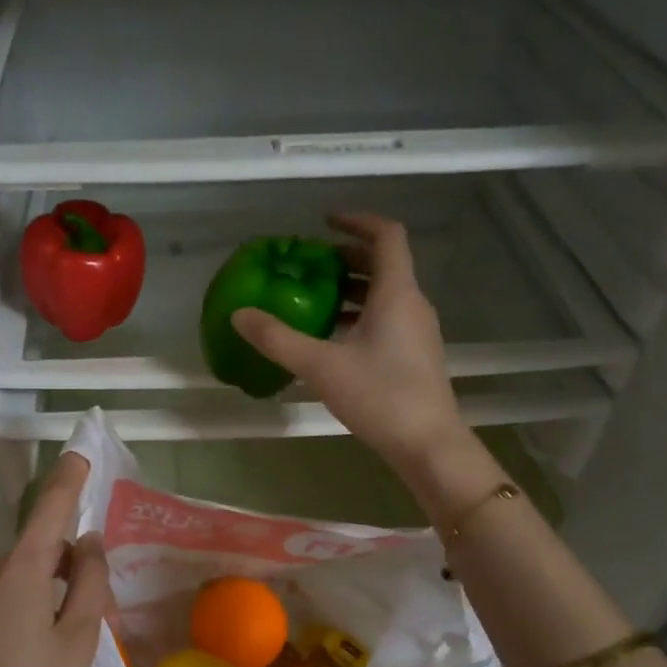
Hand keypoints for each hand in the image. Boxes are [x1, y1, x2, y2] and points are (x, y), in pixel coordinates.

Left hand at [0, 451, 111, 666]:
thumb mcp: (78, 637)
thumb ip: (91, 581)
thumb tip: (90, 541)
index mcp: (20, 568)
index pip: (50, 507)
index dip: (69, 478)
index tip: (81, 450)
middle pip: (42, 547)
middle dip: (73, 564)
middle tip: (100, 610)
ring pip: (25, 574)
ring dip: (53, 588)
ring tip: (71, 637)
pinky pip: (6, 594)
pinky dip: (31, 604)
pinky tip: (38, 648)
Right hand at [233, 214, 467, 476]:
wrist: (428, 445)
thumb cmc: (380, 396)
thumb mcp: (321, 366)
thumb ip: (277, 339)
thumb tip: (239, 315)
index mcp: (396, 293)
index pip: (386, 235)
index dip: (357, 221)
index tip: (324, 222)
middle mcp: (412, 304)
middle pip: (383, 263)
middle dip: (346, 257)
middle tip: (309, 265)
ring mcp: (417, 331)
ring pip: (384, 294)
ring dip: (351, 288)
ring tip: (313, 299)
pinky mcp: (415, 355)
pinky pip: (387, 318)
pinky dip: (360, 315)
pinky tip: (332, 338)